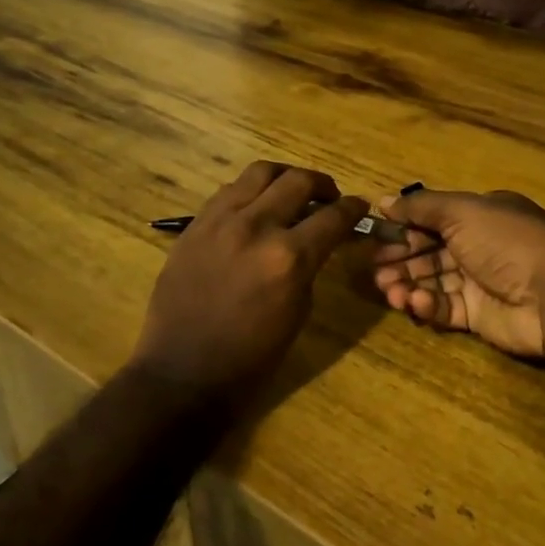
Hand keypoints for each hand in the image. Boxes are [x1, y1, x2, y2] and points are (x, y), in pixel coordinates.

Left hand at [130, 161, 368, 416]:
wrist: (183, 372)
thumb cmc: (252, 357)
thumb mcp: (298, 311)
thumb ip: (310, 265)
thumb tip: (318, 240)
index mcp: (289, 258)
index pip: (333, 216)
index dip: (354, 208)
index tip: (360, 206)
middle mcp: (256, 228)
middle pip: (298, 181)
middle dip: (323, 184)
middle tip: (329, 197)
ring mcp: (220, 221)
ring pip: (260, 173)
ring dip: (285, 177)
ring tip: (292, 190)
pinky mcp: (194, 225)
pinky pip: (228, 191)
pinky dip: (251, 191)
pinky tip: (255, 207)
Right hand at [370, 189, 544, 358]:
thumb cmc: (506, 242)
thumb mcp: (462, 211)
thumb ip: (420, 206)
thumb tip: (383, 200)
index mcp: (480, 215)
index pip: (433, 218)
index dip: (403, 227)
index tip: (374, 236)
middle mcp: (480, 246)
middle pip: (429, 251)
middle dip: (400, 259)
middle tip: (374, 269)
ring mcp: (480, 282)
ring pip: (433, 281)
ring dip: (407, 283)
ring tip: (388, 290)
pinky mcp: (479, 316)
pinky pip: (445, 308)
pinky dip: (427, 305)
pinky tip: (414, 303)